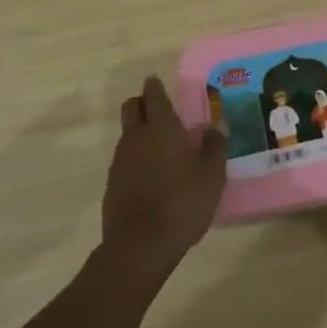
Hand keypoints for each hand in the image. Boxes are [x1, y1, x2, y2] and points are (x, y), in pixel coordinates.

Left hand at [101, 75, 226, 276]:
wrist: (140, 246)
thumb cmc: (182, 202)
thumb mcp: (212, 174)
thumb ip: (214, 146)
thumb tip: (214, 127)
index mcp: (162, 127)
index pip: (154, 95)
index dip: (156, 86)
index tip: (157, 81)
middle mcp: (137, 137)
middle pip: (132, 107)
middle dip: (143, 103)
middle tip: (161, 112)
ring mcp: (120, 161)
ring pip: (128, 134)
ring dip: (140, 133)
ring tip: (163, 149)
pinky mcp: (112, 184)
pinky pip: (124, 160)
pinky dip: (136, 159)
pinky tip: (152, 177)